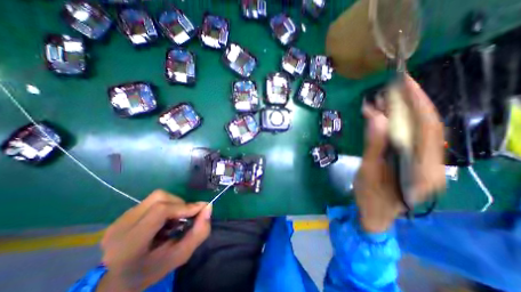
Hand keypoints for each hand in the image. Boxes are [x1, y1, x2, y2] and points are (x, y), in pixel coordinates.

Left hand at [95, 191, 211, 290]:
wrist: (120, 278)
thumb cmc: (152, 270)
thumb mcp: (180, 256)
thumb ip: (198, 232)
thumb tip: (208, 207)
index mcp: (130, 244)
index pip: (160, 211)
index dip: (184, 206)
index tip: (200, 210)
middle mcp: (120, 227)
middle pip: (159, 198)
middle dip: (181, 204)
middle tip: (187, 216)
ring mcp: (119, 219)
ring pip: (156, 196)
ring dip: (174, 203)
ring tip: (175, 219)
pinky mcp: (123, 214)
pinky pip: (152, 200)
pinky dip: (166, 205)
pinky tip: (164, 220)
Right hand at [357, 74, 445, 232]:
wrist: (374, 214)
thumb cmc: (370, 196)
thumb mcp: (368, 171)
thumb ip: (374, 145)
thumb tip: (376, 117)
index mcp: (424, 170)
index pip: (428, 129)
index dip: (418, 104)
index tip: (405, 84)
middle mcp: (432, 164)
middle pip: (426, 126)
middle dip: (411, 103)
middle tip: (394, 86)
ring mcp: (424, 162)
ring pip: (417, 130)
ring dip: (401, 113)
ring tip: (384, 99)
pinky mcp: (412, 160)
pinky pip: (407, 137)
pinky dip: (395, 124)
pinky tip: (382, 117)